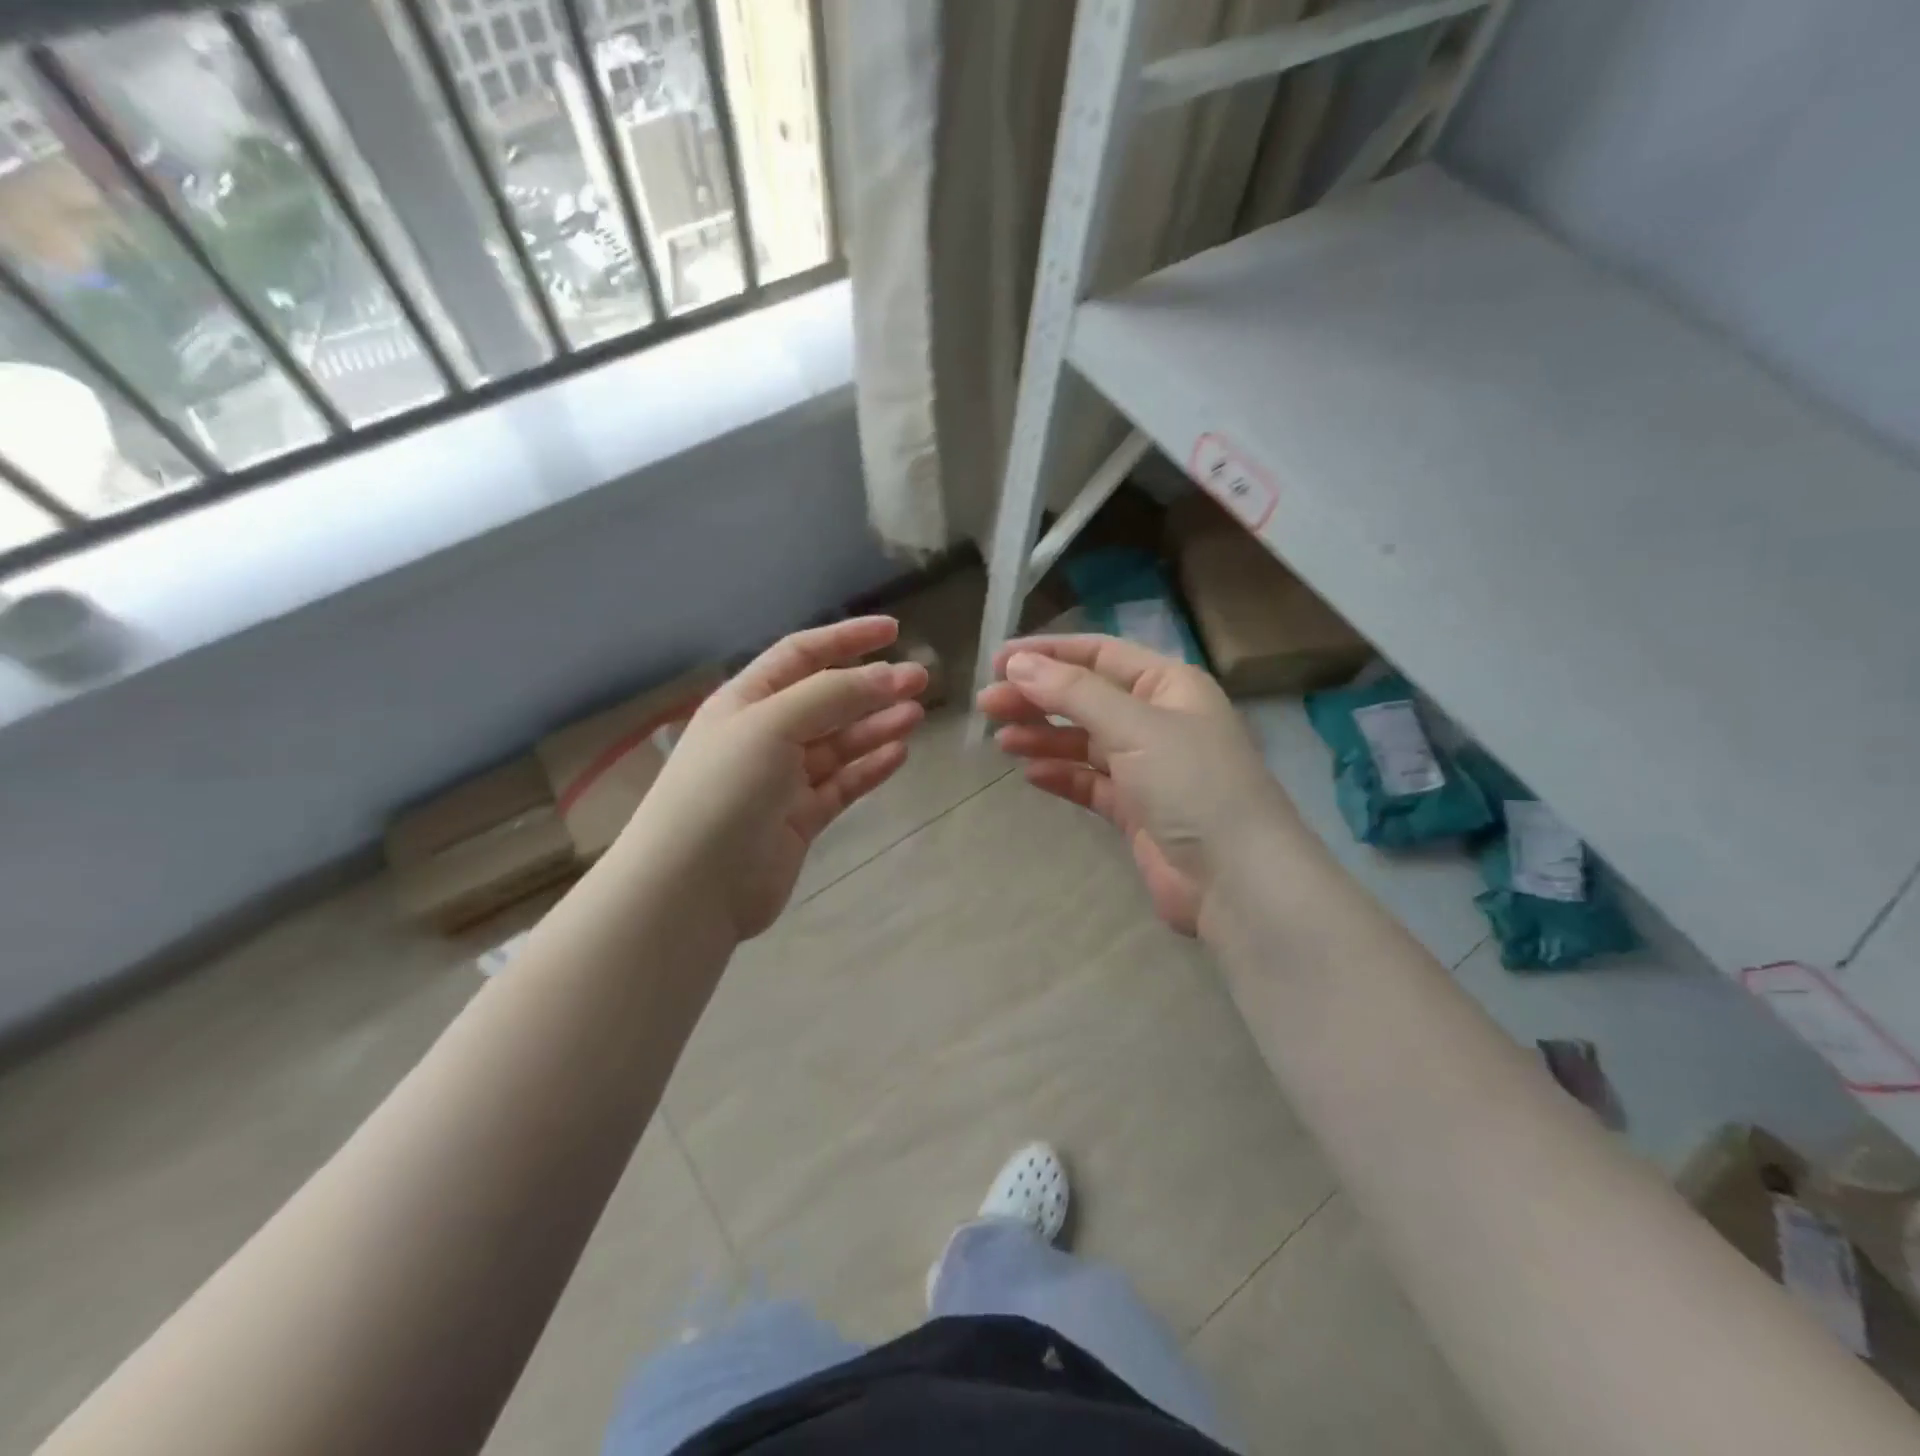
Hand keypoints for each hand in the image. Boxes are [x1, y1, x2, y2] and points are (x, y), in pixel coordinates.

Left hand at [621, 617, 927, 939]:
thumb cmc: (725, 789)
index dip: (846, 638)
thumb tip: (889, 675)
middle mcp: (764, 735)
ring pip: (839, 744)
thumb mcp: (773, 724)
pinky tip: (899, 754)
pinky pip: (842, 784)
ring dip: (876, 726)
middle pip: (827, 700)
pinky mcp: (799, 818)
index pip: (801, 655)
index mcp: (746, 701)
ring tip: (917, 716)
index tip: (893, 631)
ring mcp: (782, 779)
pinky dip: (869, 768)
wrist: (692, 887)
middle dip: (872, 688)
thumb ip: (833, 695)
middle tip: (921, 681)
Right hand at [977, 635, 1292, 934]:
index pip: (1099, 655)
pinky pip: (1090, 782)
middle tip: (986, 704)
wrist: (1236, 880)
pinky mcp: (1136, 809)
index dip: (1049, 654)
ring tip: (1000, 741)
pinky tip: (1030, 774)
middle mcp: (1158, 720)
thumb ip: (1073, 692)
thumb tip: (1019, 664)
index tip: (998, 661)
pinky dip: (1061, 776)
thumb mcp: (1133, 726)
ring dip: (1043, 738)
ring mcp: (1147, 767)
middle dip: (1037, 698)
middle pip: (1086, 698)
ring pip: (1084, 741)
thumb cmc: (1192, 785)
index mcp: (1168, 686)